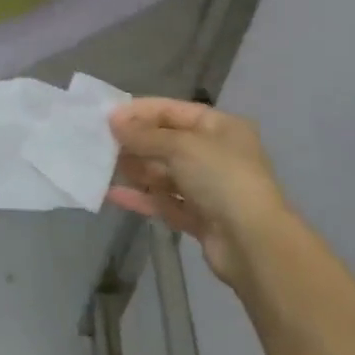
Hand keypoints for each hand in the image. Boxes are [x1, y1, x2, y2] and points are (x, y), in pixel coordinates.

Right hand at [107, 97, 289, 288]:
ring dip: (136, 169)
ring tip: (103, 167)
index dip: (140, 112)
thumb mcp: (181, 146)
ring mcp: (208, 188)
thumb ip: (145, 134)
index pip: (173, 110)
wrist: (253, 243)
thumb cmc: (221, 179)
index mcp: (220, 127)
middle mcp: (216, 154)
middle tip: (100, 144)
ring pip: (164, 173)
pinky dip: (142, 197)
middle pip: (167, 142)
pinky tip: (113, 194)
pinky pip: (165, 201)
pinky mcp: (199, 217)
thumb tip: (113, 120)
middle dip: (136, 143)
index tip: (107, 118)